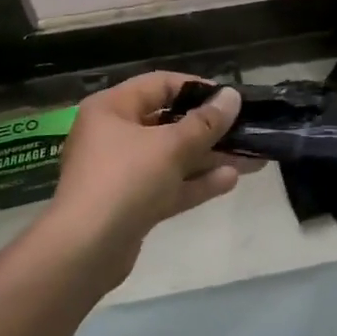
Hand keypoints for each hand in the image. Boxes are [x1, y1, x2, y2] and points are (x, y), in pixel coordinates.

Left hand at [45, 72, 256, 286]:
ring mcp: (121, 172)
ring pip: (172, 157)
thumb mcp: (170, 146)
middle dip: (209, 129)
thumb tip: (231, 97)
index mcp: (112, 109)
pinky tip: (231, 180)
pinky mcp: (131, 204)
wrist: (86, 250)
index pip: (159, 85)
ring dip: (209, 157)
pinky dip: (196, 182)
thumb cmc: (125, 180)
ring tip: (251, 157)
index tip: (229, 99)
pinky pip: (168, 185)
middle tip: (246, 130)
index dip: (197, 88)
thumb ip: (205, 123)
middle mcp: (113, 135)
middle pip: (168, 123)